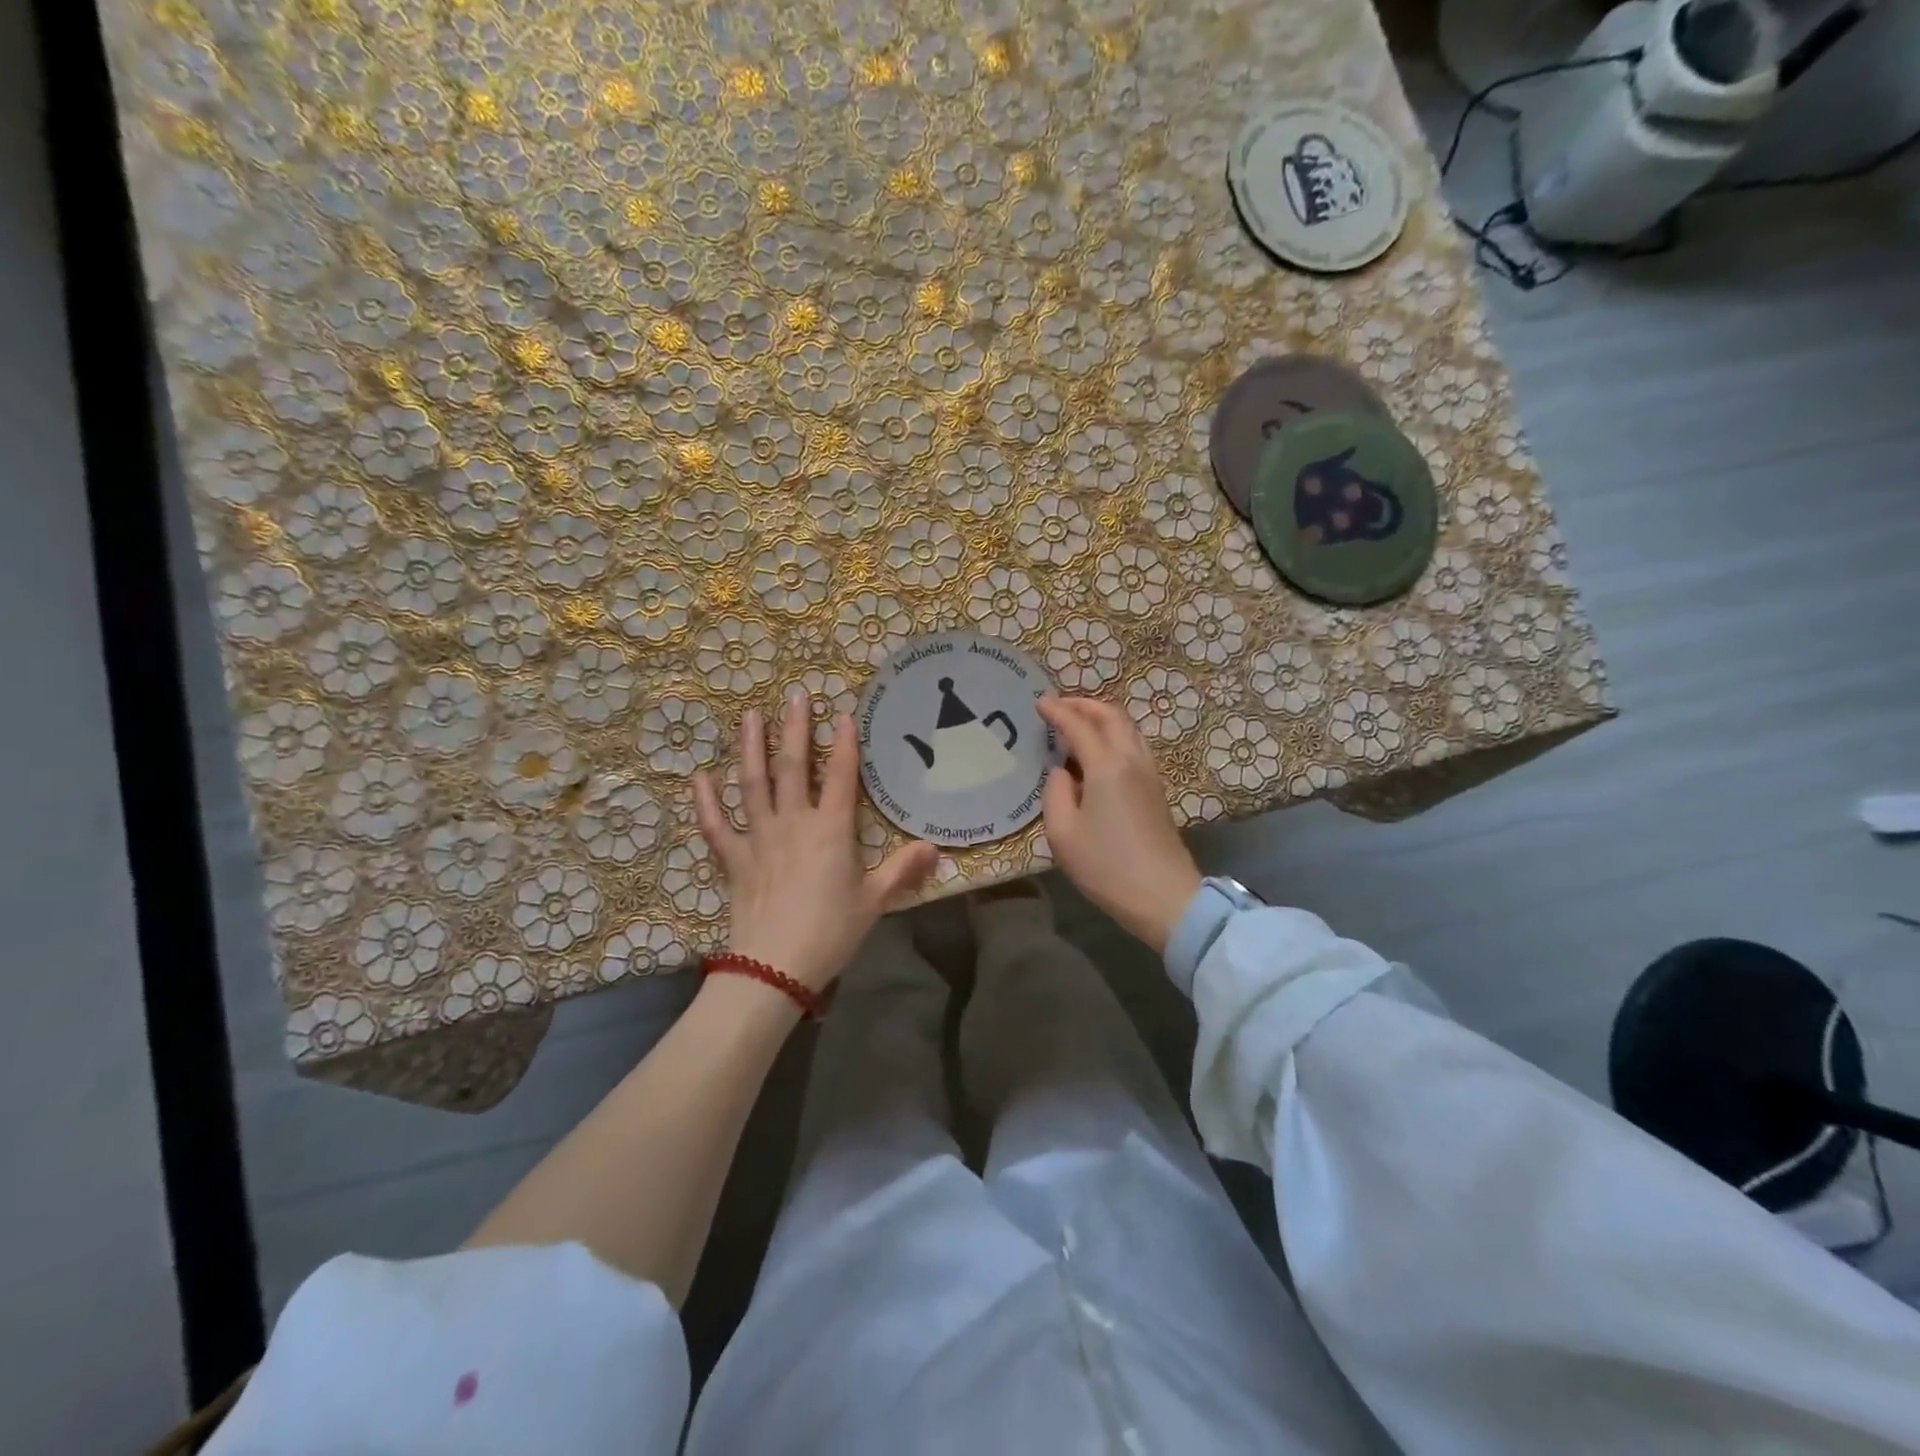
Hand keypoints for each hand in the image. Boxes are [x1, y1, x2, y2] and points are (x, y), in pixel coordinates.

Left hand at [693, 688, 938, 992]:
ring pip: (752, 784)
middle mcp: (793, 823)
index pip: (840, 777)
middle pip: (792, 767)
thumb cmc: (830, 932)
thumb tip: (934, 848)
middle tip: (794, 696)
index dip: (844, 744)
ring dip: (750, 748)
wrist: (774, 967)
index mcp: (830, 830)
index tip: (843, 713)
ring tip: (748, 716)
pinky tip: (700, 777)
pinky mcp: (734, 859)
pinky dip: (706, 801)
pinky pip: (716, 825)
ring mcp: (759, 838)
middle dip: (795, 729)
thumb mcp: (874, 902)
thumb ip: (903, 870)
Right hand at [1038, 696, 1201, 952]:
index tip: (1039, 703)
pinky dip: (1115, 734)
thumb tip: (1061, 772)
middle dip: (1084, 705)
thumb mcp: (1063, 833)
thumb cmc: (1106, 866)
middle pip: (1112, 716)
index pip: (1079, 726)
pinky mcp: (1157, 790)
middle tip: (1060, 706)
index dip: (1058, 711)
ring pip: (1129, 728)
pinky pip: (1135, 745)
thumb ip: (1056, 793)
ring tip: (1080, 722)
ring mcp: (1149, 774)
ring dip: (1104, 717)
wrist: (1163, 896)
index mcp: (1107, 766)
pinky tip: (1101, 750)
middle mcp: (1132, 760)